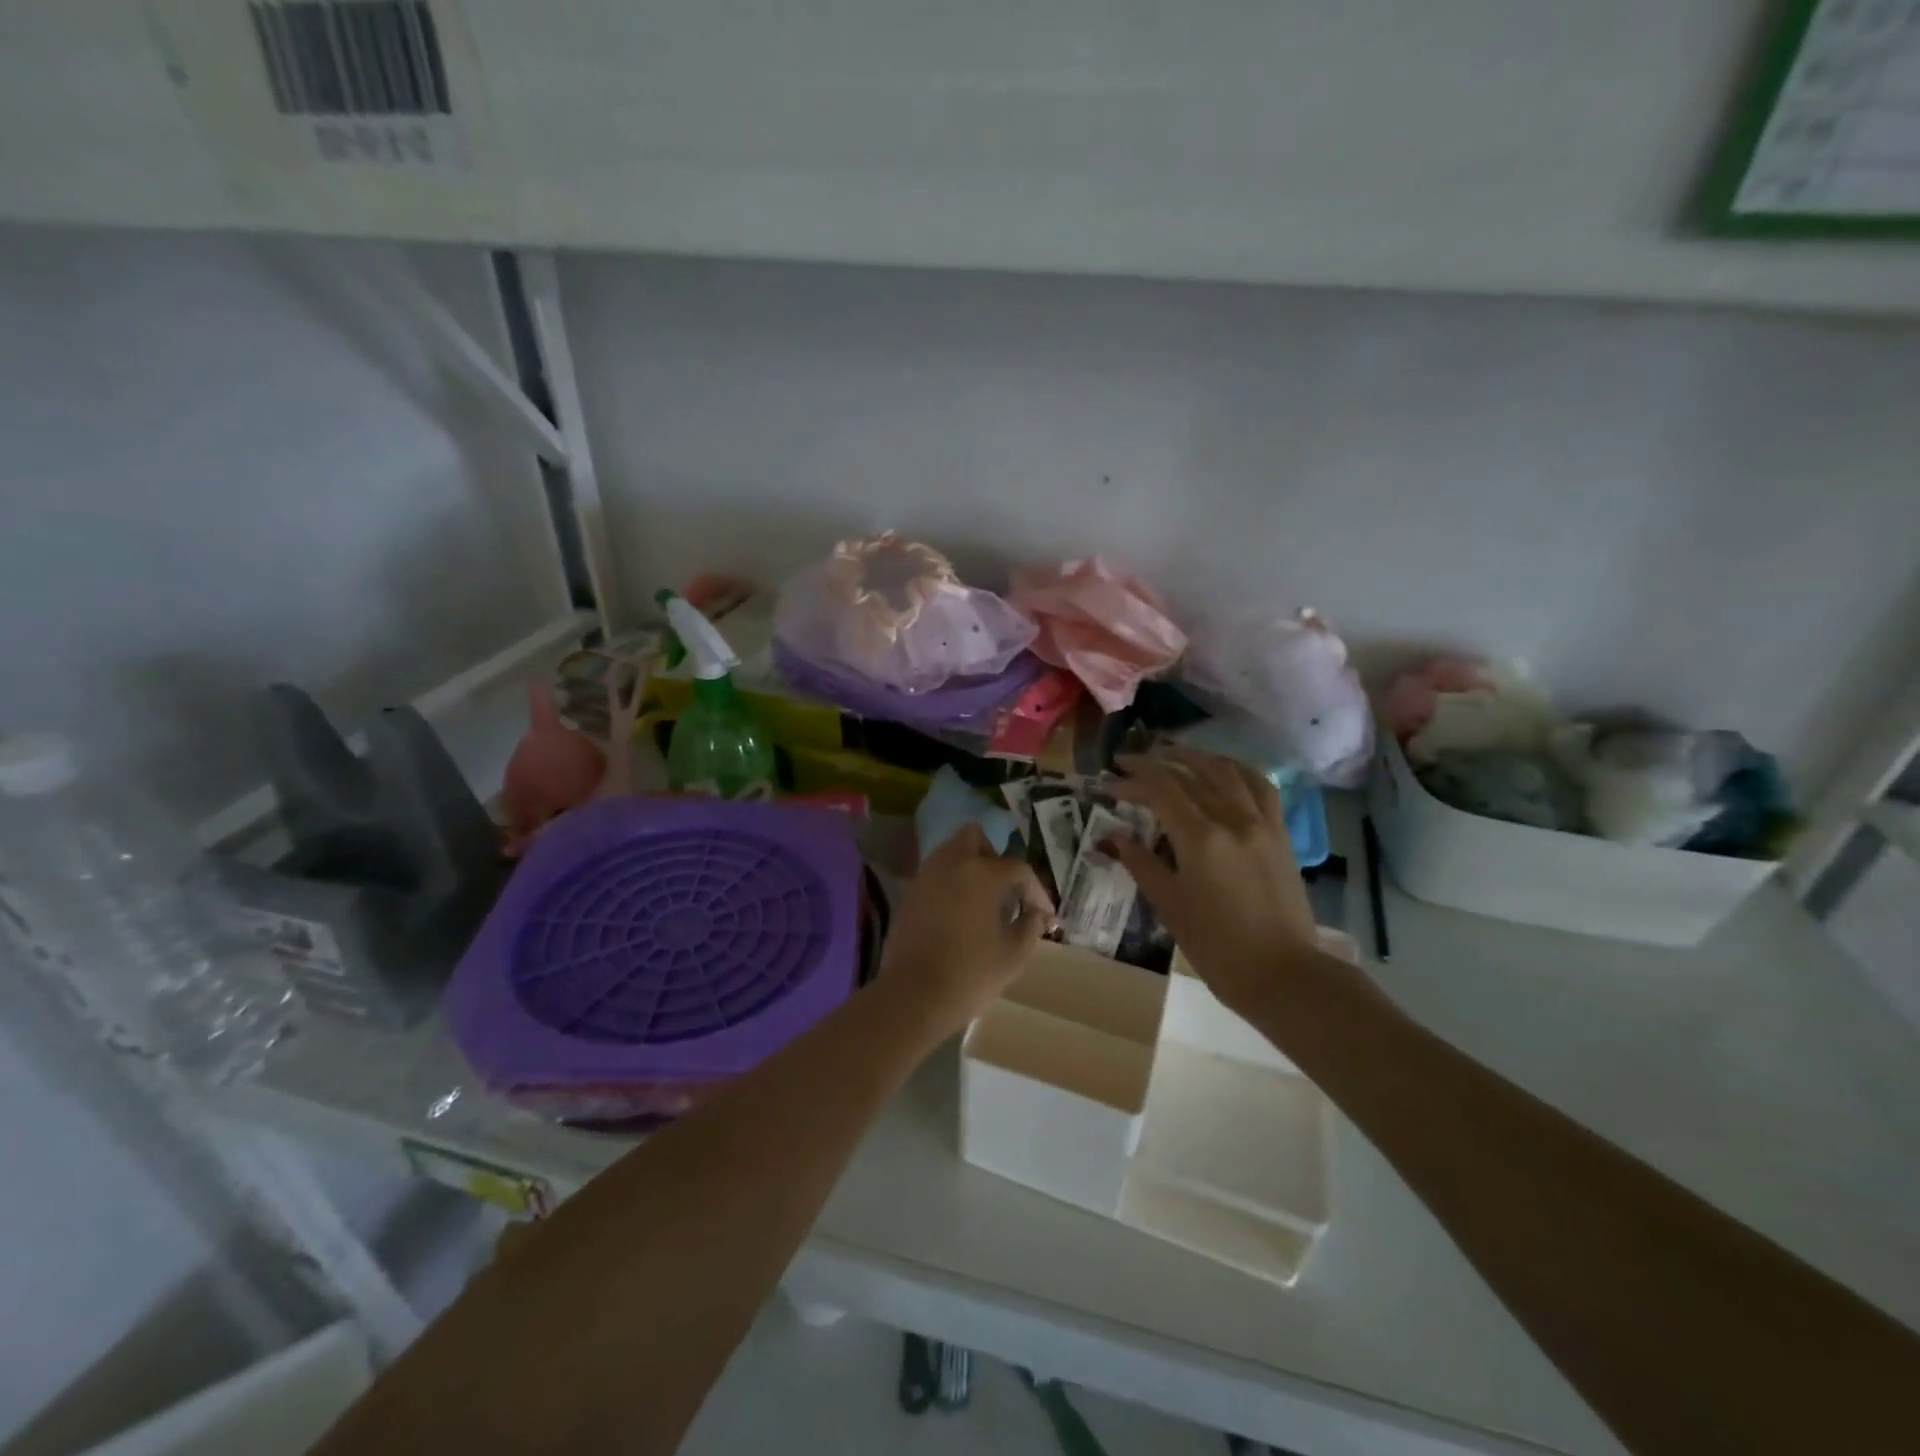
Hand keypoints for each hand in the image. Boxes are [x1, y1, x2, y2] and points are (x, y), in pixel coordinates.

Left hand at [880, 824, 1055, 1034]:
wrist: (914, 994)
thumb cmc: (971, 972)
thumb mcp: (1015, 953)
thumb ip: (1031, 925)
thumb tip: (1037, 914)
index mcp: (982, 873)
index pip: (1018, 869)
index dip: (1036, 891)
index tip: (1044, 914)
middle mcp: (952, 864)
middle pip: (975, 838)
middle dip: (994, 857)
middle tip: (1005, 889)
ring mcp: (926, 876)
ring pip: (951, 853)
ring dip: (970, 867)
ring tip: (983, 901)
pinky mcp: (909, 894)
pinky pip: (936, 874)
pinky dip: (951, 883)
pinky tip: (959, 913)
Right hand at [1107, 748, 1320, 1016]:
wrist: (1283, 975)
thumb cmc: (1217, 946)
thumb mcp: (1169, 906)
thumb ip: (1141, 864)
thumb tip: (1115, 837)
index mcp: (1200, 838)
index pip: (1159, 790)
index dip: (1130, 781)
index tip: (1106, 781)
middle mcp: (1232, 819)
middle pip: (1190, 774)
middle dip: (1155, 763)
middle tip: (1128, 762)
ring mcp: (1261, 823)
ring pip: (1226, 771)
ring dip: (1194, 757)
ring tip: (1170, 755)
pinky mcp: (1280, 833)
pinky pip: (1260, 786)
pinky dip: (1236, 769)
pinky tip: (1222, 769)